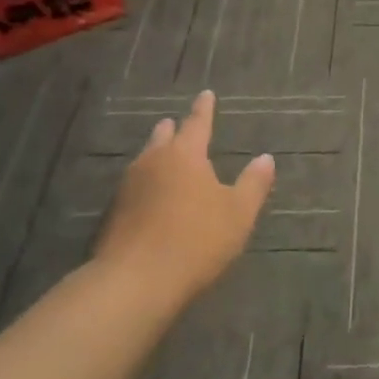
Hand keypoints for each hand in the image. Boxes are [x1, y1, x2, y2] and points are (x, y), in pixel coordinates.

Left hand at [92, 90, 274, 305]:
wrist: (133, 284)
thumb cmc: (195, 241)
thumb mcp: (238, 214)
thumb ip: (253, 184)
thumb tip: (266, 158)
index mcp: (185, 154)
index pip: (197, 123)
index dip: (204, 109)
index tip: (206, 94)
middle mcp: (153, 162)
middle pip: (163, 138)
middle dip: (173, 130)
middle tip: (176, 123)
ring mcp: (128, 188)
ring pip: (145, 161)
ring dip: (156, 155)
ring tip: (163, 155)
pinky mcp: (113, 216)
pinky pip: (134, 187)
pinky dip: (146, 184)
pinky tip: (149, 197)